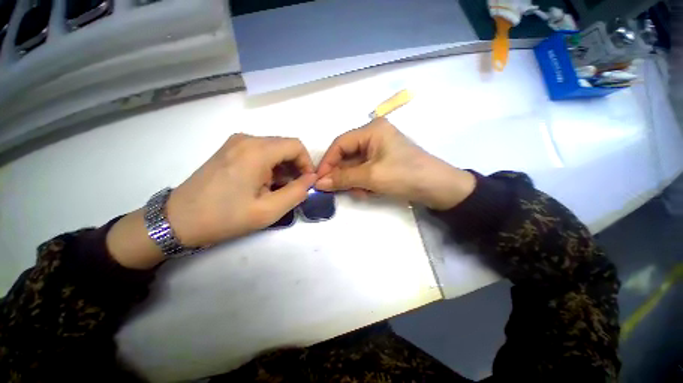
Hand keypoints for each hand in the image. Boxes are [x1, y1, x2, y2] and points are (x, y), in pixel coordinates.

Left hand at [166, 134, 316, 246]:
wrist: (179, 220)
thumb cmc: (225, 217)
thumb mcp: (268, 211)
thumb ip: (297, 192)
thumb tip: (311, 179)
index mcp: (257, 151)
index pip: (296, 145)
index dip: (307, 163)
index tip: (307, 183)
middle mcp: (247, 139)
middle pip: (285, 146)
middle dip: (296, 166)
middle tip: (294, 188)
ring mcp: (236, 142)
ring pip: (274, 149)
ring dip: (283, 167)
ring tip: (277, 189)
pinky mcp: (230, 149)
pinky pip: (261, 151)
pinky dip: (270, 165)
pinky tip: (264, 183)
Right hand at [316, 118, 475, 209]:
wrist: (440, 189)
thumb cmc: (405, 176)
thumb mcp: (371, 177)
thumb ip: (343, 178)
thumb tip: (319, 182)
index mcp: (372, 130)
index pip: (340, 144)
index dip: (328, 162)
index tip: (319, 179)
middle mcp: (374, 136)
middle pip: (347, 155)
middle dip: (343, 174)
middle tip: (338, 190)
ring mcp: (380, 149)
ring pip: (355, 165)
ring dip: (354, 181)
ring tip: (363, 192)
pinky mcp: (384, 161)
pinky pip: (365, 171)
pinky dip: (364, 182)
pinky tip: (369, 191)